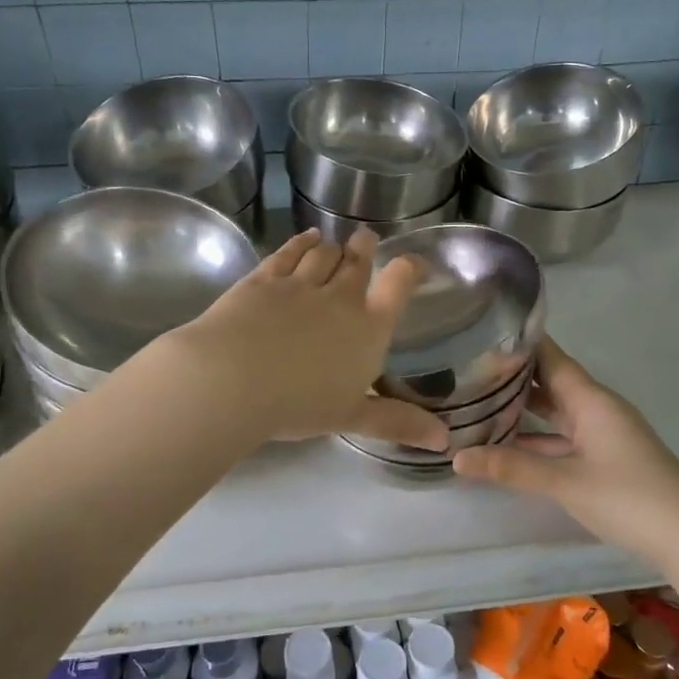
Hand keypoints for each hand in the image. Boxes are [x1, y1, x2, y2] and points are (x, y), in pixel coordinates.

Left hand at [169, 227, 449, 449]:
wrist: (233, 378)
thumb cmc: (299, 404)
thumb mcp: (353, 417)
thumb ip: (398, 422)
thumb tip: (446, 441)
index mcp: (368, 328)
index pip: (398, 286)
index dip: (409, 269)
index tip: (414, 262)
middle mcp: (339, 298)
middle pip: (357, 262)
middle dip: (364, 248)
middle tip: (366, 238)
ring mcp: (299, 284)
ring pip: (323, 254)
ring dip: (332, 247)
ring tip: (335, 243)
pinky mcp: (263, 279)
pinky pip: (288, 253)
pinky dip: (300, 243)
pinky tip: (305, 238)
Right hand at [453, 337, 678, 567]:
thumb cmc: (629, 497)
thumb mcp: (565, 481)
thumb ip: (511, 467)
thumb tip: (456, 457)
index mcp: (590, 400)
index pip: (550, 357)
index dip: (519, 343)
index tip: (481, 331)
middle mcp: (596, 409)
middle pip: (550, 382)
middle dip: (512, 376)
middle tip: (466, 368)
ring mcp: (602, 434)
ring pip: (555, 412)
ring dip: (523, 409)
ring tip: (477, 402)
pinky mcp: (604, 459)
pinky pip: (563, 438)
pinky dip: (537, 438)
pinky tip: (508, 445)